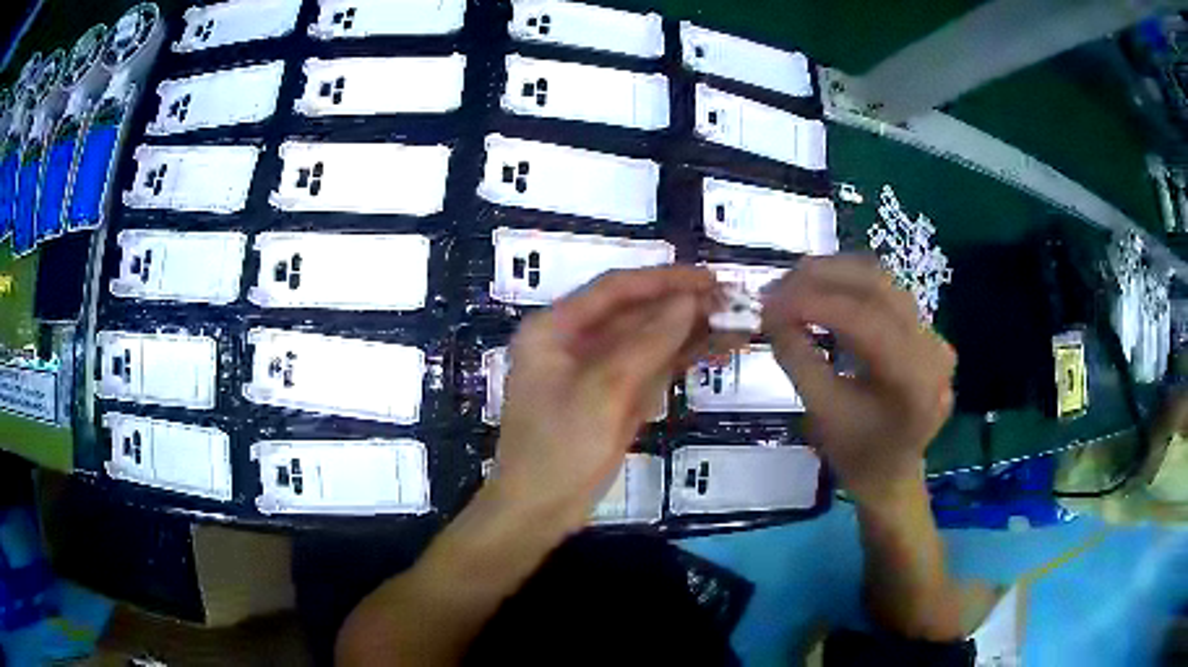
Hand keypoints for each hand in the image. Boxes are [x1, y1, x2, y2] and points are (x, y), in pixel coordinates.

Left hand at [494, 266, 719, 529]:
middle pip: (635, 313)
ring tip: (739, 323)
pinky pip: (650, 368)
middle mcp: (574, 341)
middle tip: (734, 301)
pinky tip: (717, 349)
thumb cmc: (558, 449)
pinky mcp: (614, 397)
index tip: (709, 279)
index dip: (664, 280)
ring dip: (690, 332)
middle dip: (683, 307)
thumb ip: (647, 342)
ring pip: (648, 341)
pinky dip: (682, 359)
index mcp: (554, 329)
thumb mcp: (603, 392)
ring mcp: (596, 371)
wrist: (539, 511)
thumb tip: (689, 300)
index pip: (615, 289)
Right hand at [761, 256, 955, 504]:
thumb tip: (770, 312)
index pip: (865, 320)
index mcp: (915, 380)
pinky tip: (822, 292)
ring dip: (834, 275)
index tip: (768, 303)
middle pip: (878, 286)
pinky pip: (887, 294)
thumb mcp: (821, 412)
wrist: (892, 474)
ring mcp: (934, 336)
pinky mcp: (926, 331)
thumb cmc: (857, 454)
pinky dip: (849, 287)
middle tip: (777, 285)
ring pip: (882, 282)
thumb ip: (797, 358)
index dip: (814, 303)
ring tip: (793, 284)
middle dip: (822, 277)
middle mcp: (933, 348)